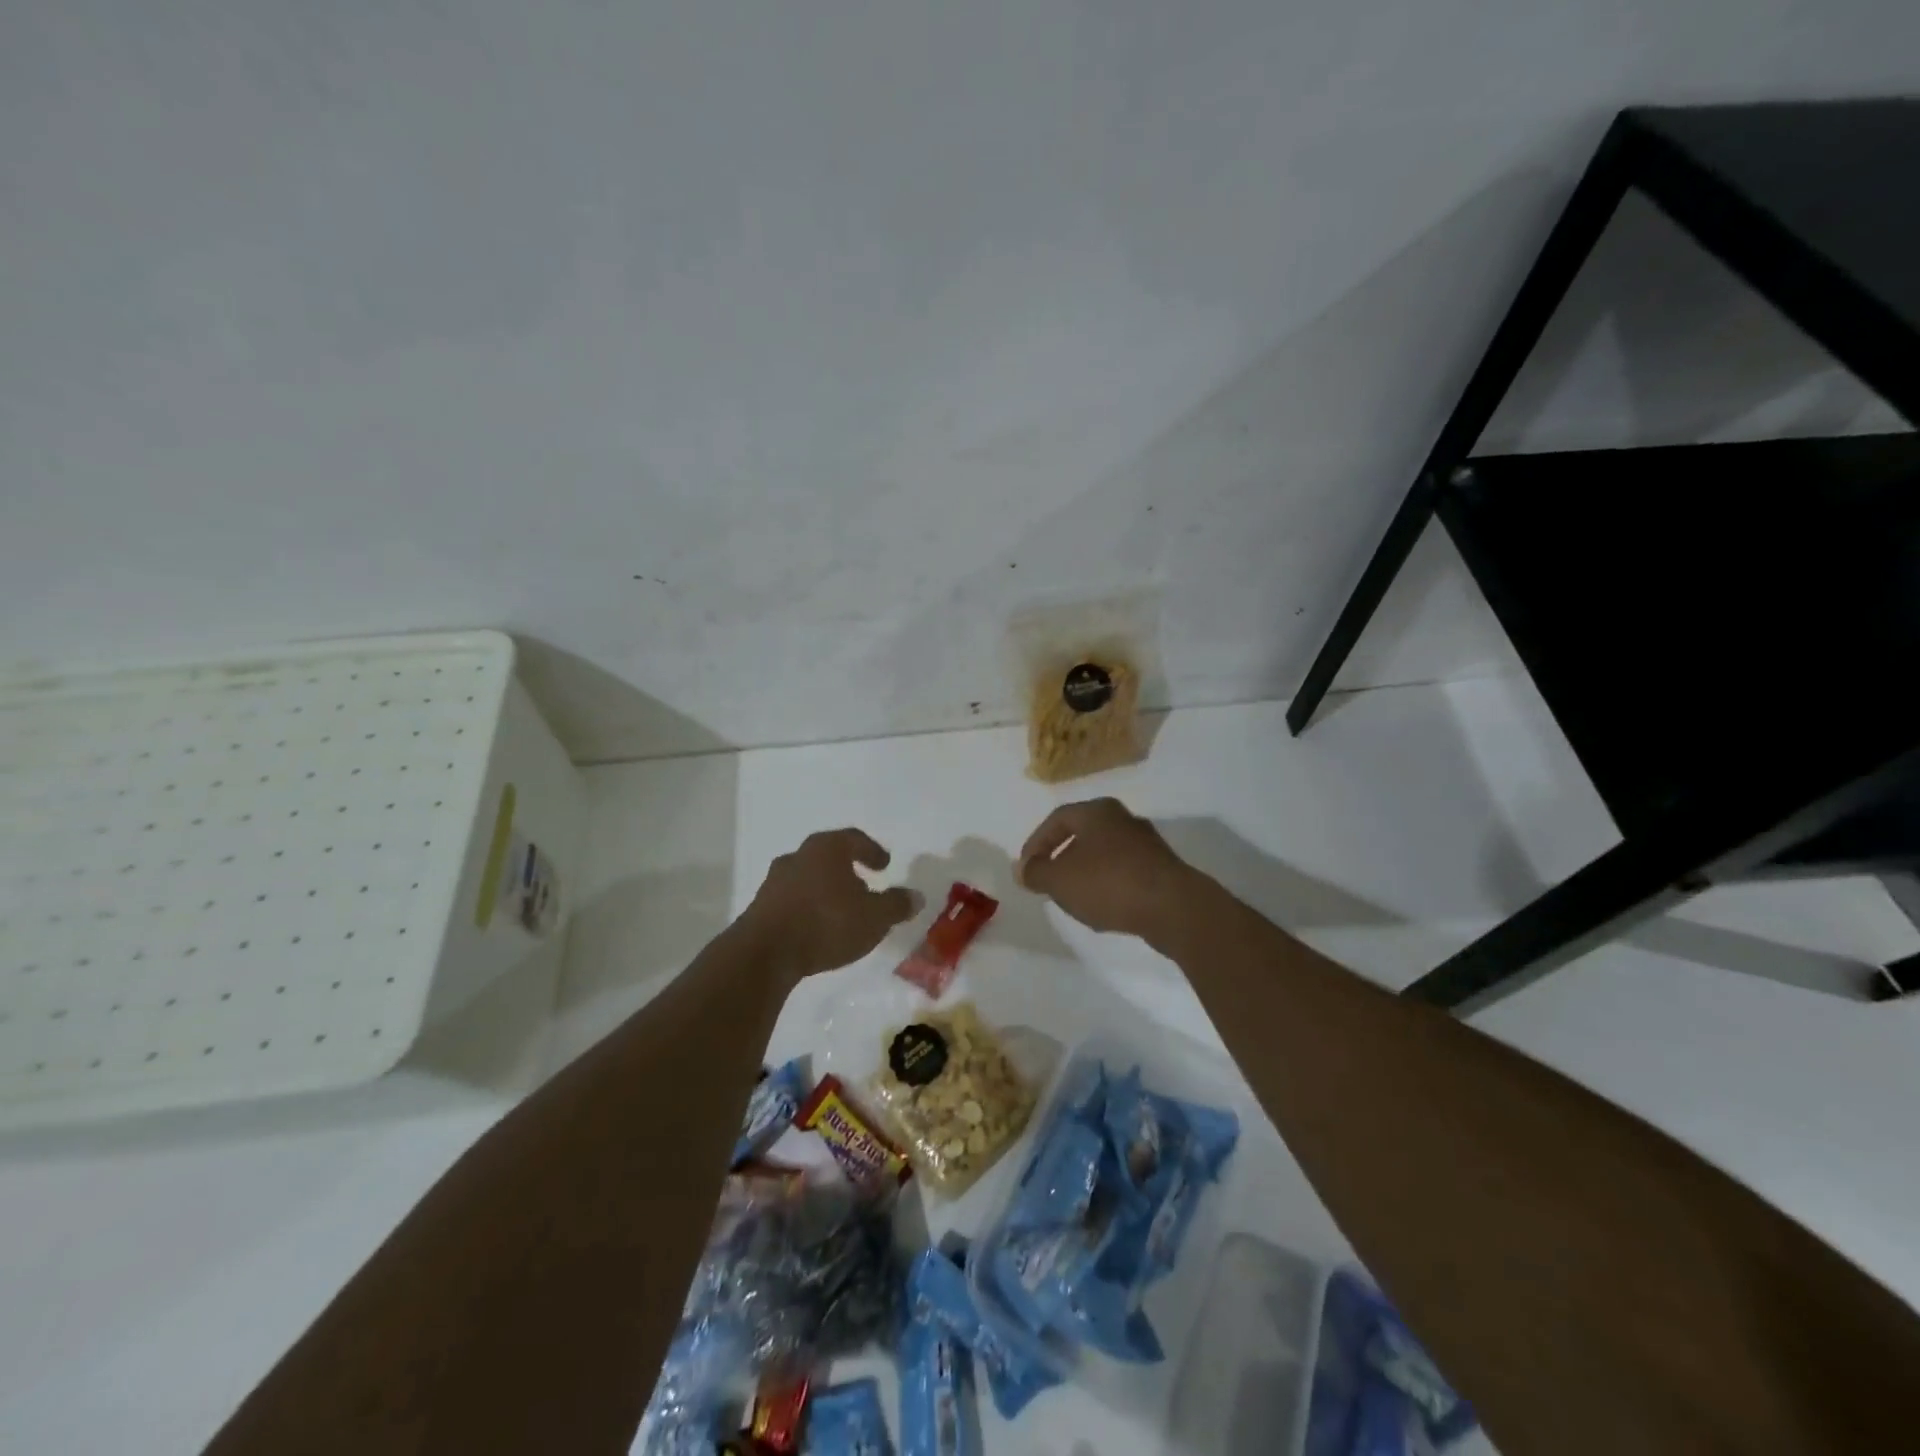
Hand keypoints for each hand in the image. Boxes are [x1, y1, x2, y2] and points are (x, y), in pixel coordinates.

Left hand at [741, 828, 918, 980]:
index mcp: (827, 848)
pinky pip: (792, 900)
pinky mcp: (760, 907)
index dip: (872, 850)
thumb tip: (916, 896)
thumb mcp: (875, 917)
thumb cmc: (827, 923)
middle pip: (828, 856)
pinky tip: (817, 927)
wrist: (766, 953)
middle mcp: (799, 856)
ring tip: (841, 910)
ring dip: (826, 889)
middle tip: (864, 886)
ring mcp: (774, 881)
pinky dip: (808, 907)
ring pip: (808, 878)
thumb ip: (896, 905)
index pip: (854, 839)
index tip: (884, 865)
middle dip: (847, 870)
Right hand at [1016, 798, 1199, 941]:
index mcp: (1097, 811)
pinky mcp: (1163, 869)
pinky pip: (1124, 872)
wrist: (1173, 907)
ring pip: (1104, 854)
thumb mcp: (1059, 880)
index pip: (1057, 819)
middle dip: (1061, 858)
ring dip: (1085, 873)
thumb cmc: (1108, 883)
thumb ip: (1035, 873)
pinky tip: (1103, 908)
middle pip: (1082, 834)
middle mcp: (1123, 819)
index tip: (1026, 869)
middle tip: (1048, 881)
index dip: (1036, 843)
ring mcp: (1147, 844)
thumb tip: (1022, 869)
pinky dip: (1108, 885)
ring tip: (1073, 898)